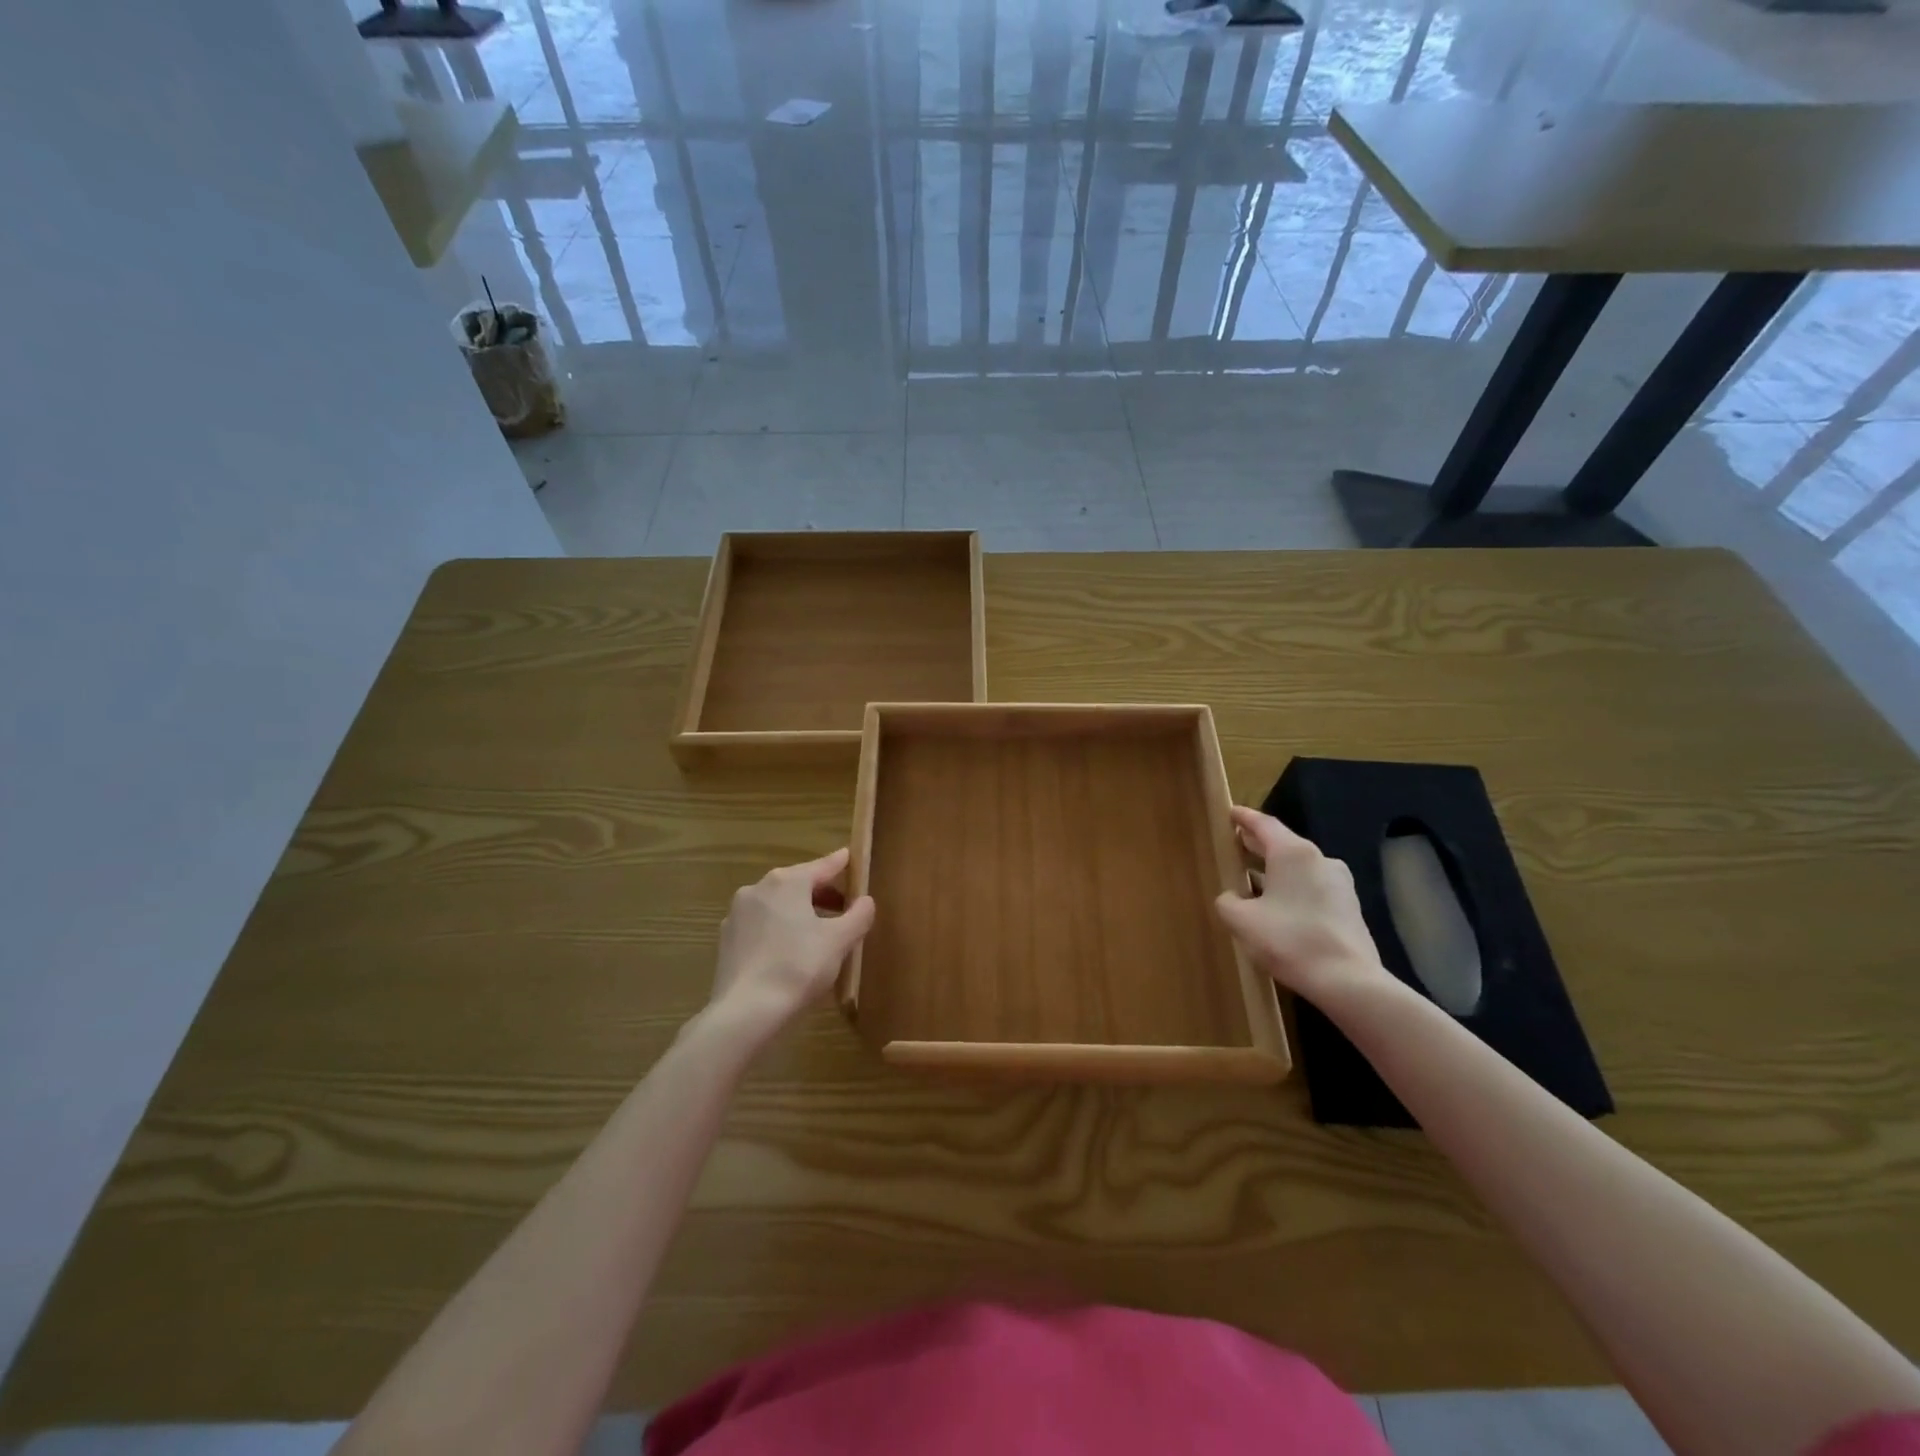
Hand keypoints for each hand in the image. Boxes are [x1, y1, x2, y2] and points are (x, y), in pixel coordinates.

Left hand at [708, 848, 875, 1040]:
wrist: (746, 1011)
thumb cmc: (799, 967)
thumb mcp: (840, 941)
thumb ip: (858, 915)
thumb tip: (865, 901)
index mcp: (787, 882)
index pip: (823, 865)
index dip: (841, 863)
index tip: (852, 857)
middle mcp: (758, 889)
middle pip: (798, 884)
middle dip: (822, 894)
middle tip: (844, 908)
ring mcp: (737, 914)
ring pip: (777, 905)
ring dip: (799, 913)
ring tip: (819, 933)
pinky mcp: (726, 940)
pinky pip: (761, 926)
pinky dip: (779, 930)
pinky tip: (789, 953)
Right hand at [1213, 806, 1394, 1010]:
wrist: (1348, 981)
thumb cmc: (1289, 940)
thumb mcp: (1242, 921)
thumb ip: (1228, 902)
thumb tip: (1232, 897)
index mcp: (1293, 853)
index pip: (1264, 824)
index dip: (1244, 818)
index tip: (1230, 813)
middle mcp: (1319, 859)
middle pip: (1283, 843)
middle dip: (1258, 844)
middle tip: (1236, 844)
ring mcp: (1339, 883)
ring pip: (1299, 867)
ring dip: (1275, 870)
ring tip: (1252, 878)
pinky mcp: (1349, 907)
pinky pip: (1313, 887)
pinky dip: (1292, 888)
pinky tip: (1279, 906)